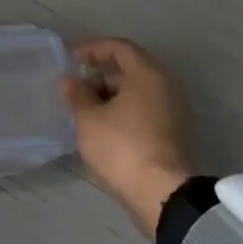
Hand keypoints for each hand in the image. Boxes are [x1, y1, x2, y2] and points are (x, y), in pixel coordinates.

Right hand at [61, 38, 191, 237]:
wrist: (163, 195)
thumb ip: (76, 94)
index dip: (93, 49)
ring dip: (110, 96)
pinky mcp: (174, 135)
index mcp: (148, 74)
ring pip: (138, 92)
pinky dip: (124, 111)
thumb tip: (68, 79)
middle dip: (100, 75)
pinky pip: (145, 110)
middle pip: (130, 69)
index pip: (120, 47)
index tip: (72, 59)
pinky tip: (103, 128)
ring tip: (85, 110)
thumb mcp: (88, 119)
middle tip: (76, 88)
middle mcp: (166, 87)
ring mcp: (174, 112)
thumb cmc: (122, 147)